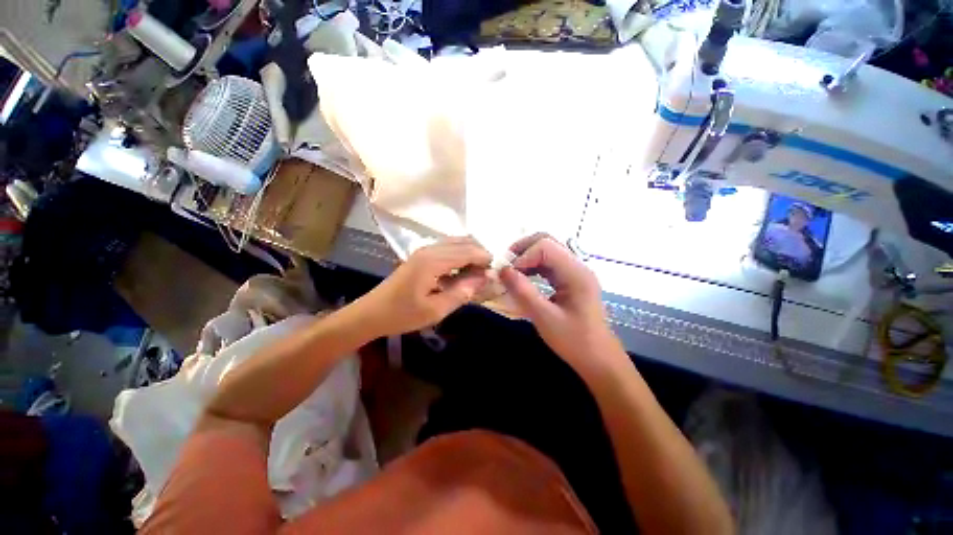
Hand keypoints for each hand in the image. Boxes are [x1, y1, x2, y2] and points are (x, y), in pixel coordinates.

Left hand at [356, 238, 491, 336]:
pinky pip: (447, 248)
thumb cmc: (402, 314)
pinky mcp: (421, 255)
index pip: (468, 251)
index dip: (485, 259)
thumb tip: (484, 278)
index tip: (496, 273)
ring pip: (456, 243)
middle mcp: (430, 249)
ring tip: (477, 274)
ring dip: (470, 253)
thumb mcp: (436, 310)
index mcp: (434, 261)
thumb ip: (462, 292)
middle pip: (464, 242)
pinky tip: (462, 271)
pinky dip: (459, 255)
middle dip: (480, 254)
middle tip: (488, 274)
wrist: (371, 313)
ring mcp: (424, 250)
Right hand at [500, 234, 618, 366]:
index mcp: (576, 273)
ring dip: (527, 257)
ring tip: (511, 271)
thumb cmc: (574, 341)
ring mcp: (574, 272)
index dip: (523, 256)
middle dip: (523, 249)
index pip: (545, 247)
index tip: (508, 274)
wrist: (598, 359)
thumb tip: (502, 270)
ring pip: (547, 250)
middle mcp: (577, 266)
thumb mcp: (544, 318)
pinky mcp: (570, 280)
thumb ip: (523, 292)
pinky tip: (523, 277)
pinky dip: (533, 266)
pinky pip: (549, 264)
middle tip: (506, 265)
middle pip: (547, 241)